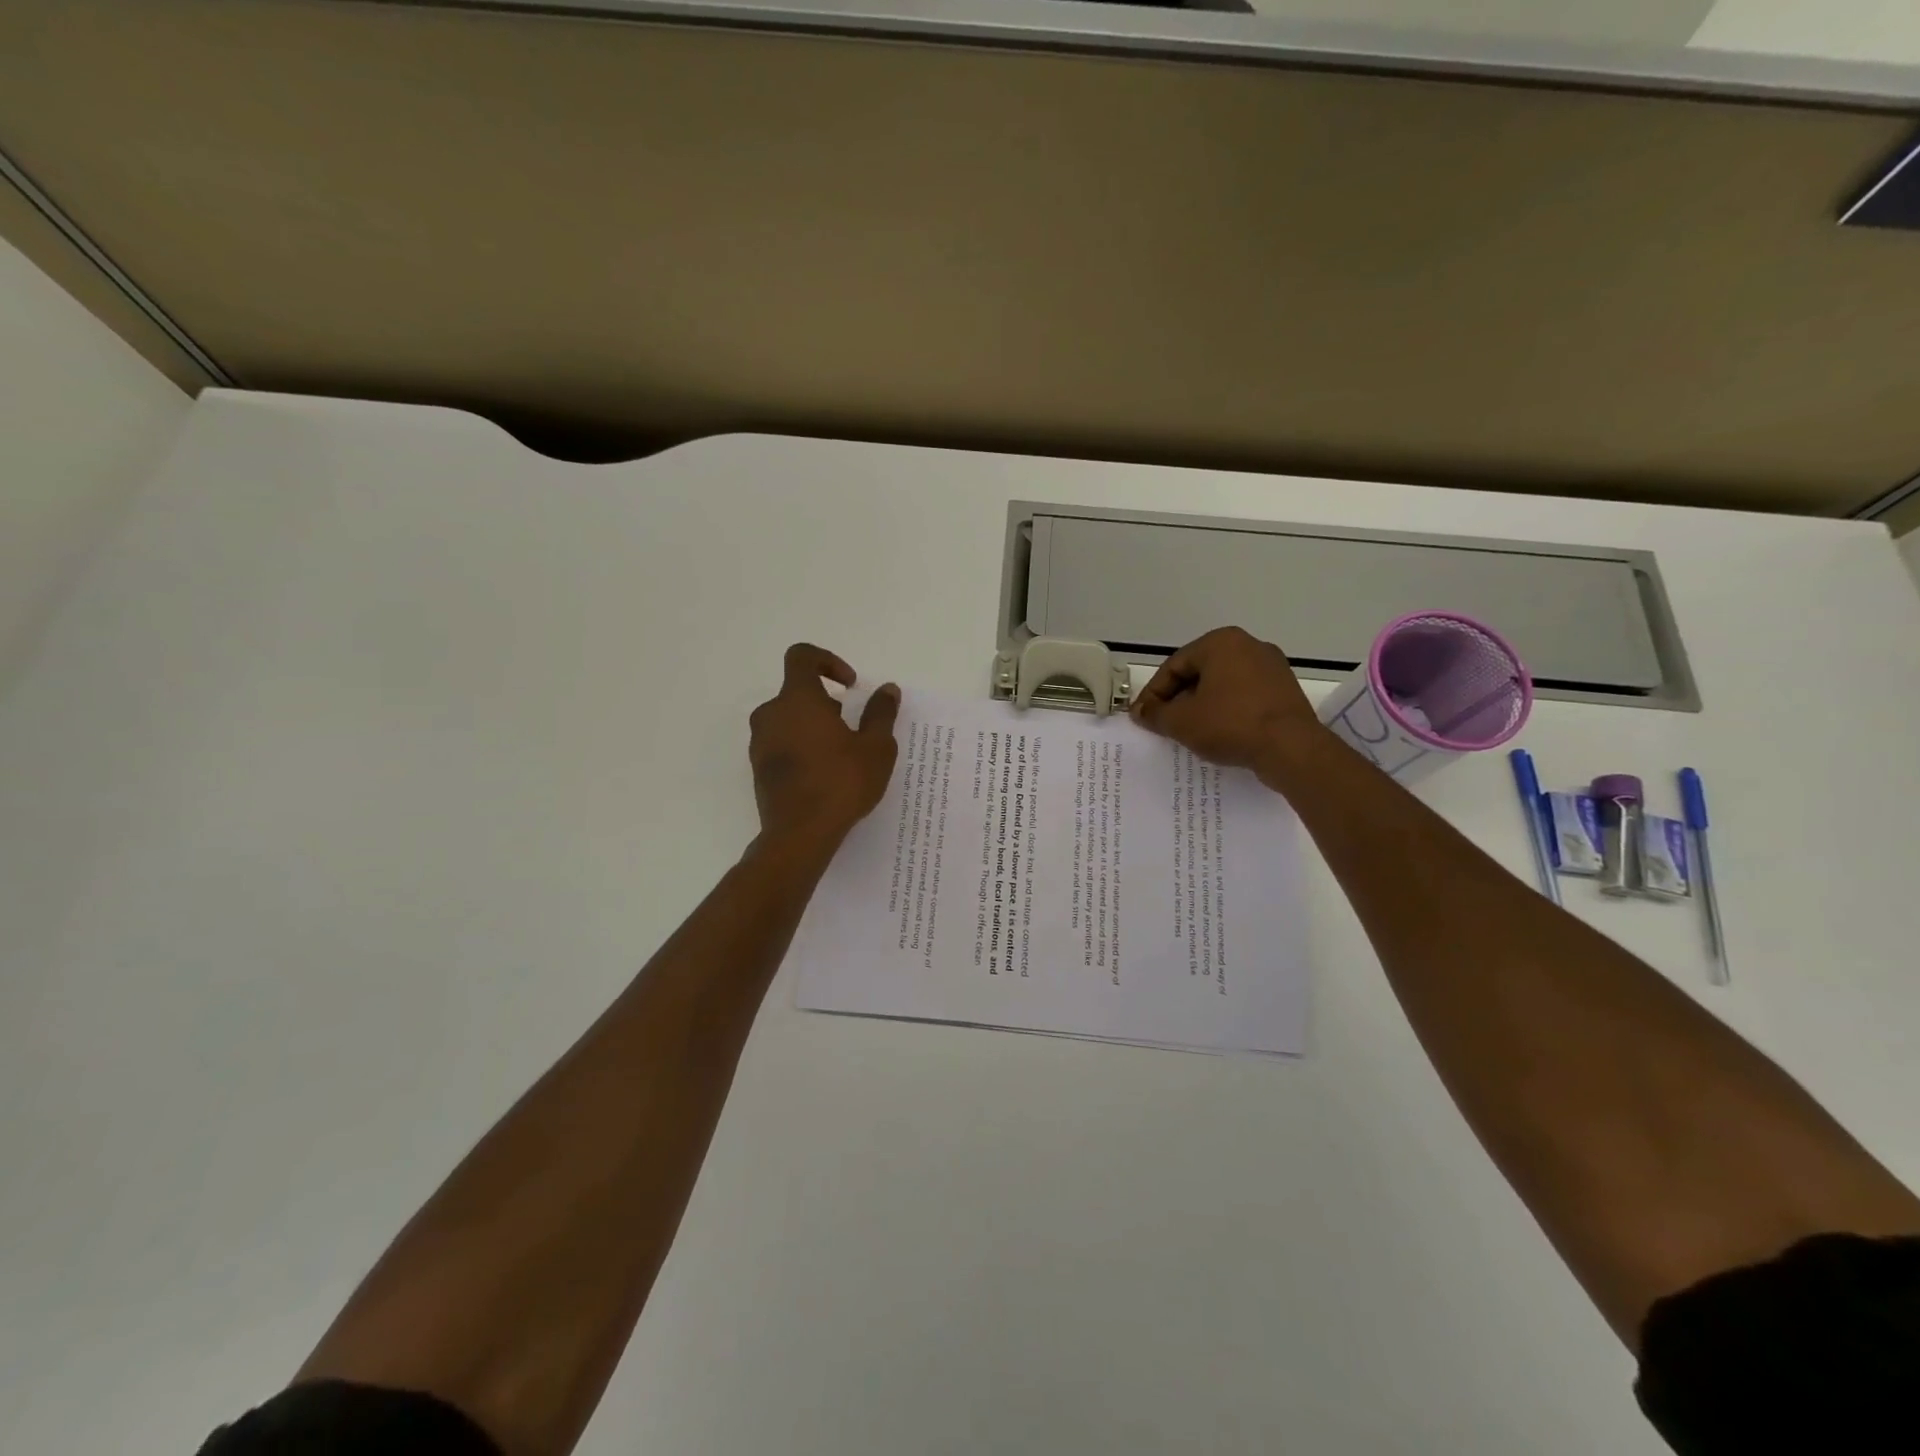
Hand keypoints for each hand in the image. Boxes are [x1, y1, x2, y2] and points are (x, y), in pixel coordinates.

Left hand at [749, 644, 900, 848]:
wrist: (799, 834)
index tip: (850, 686)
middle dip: (826, 702)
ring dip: (814, 726)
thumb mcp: (875, 748)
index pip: (802, 657)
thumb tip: (887, 689)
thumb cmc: (841, 783)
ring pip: (789, 719)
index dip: (828, 661)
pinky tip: (824, 774)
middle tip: (852, 727)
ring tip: (841, 754)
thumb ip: (881, 713)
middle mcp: (771, 714)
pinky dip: (802, 747)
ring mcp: (760, 742)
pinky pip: (781, 743)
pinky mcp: (758, 768)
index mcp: (798, 699)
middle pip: (797, 692)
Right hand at [1130, 626, 1327, 787]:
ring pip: (1222, 685)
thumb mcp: (1181, 722)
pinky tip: (1218, 734)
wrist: (1292, 748)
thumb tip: (1140, 712)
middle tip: (1163, 724)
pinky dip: (1226, 712)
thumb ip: (1155, 714)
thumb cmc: (1230, 724)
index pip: (1174, 666)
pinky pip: (1245, 697)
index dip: (1153, 694)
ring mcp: (1271, 667)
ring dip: (1201, 706)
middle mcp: (1248, 646)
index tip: (1142, 717)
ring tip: (1188, 732)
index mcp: (1220, 642)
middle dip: (1177, 699)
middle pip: (1199, 673)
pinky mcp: (1285, 690)